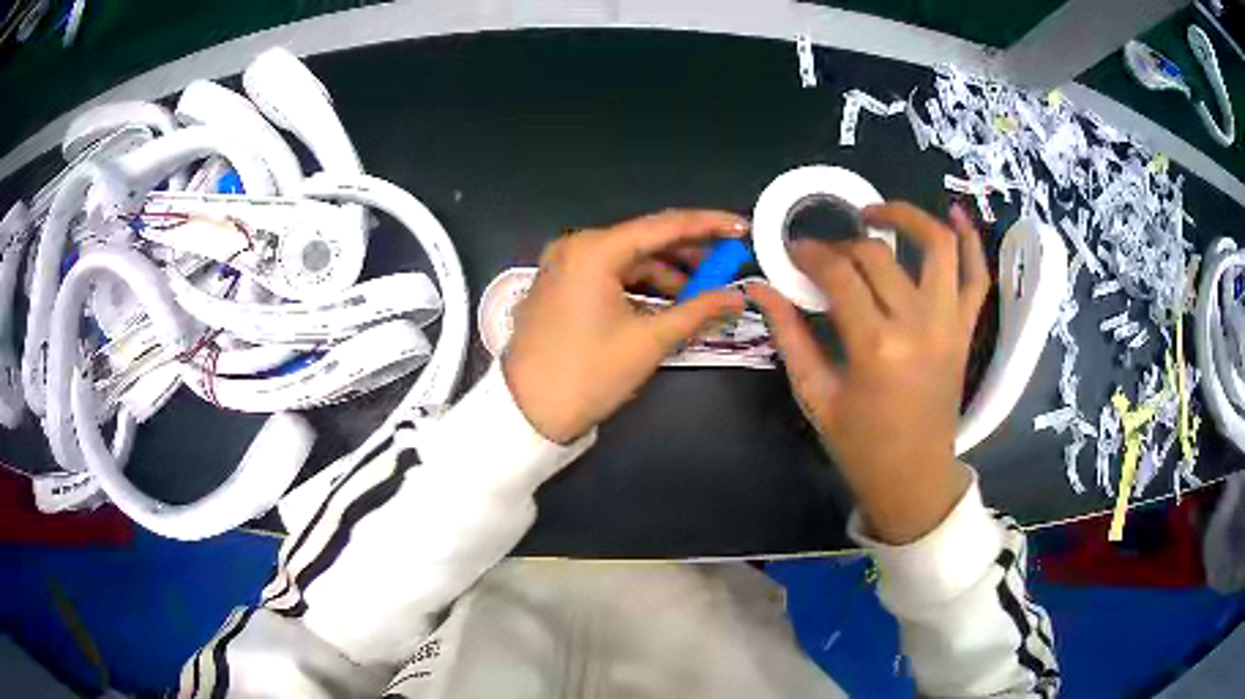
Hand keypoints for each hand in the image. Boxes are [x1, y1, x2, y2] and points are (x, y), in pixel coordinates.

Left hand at [503, 210, 747, 443]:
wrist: (528, 412)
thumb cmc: (589, 373)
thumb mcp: (650, 341)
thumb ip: (699, 311)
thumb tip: (737, 297)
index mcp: (594, 250)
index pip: (663, 226)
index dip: (708, 225)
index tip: (741, 227)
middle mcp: (576, 247)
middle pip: (645, 240)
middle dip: (689, 253)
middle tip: (728, 263)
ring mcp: (563, 266)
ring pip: (627, 259)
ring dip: (666, 273)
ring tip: (704, 293)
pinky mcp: (559, 286)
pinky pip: (609, 275)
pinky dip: (640, 286)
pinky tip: (669, 302)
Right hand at [748, 203, 988, 543]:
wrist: (913, 476)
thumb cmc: (860, 444)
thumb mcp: (815, 395)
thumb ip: (789, 335)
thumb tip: (759, 288)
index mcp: (875, 346)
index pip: (839, 275)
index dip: (810, 254)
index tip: (793, 250)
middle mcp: (918, 325)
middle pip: (879, 256)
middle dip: (842, 244)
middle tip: (823, 253)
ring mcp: (949, 324)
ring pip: (938, 248)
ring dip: (908, 217)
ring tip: (876, 214)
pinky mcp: (965, 330)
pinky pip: (977, 277)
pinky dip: (971, 242)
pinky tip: (954, 214)